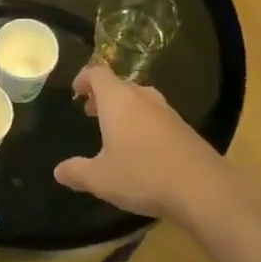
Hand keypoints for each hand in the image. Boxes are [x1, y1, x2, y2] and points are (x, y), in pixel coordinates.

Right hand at [54, 63, 223, 218]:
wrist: (202, 187)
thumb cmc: (142, 175)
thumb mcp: (101, 179)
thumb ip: (77, 172)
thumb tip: (59, 171)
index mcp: (118, 100)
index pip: (98, 74)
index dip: (84, 78)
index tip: (76, 91)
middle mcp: (143, 97)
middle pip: (120, 85)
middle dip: (103, 96)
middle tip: (92, 113)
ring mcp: (167, 111)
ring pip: (140, 100)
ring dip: (125, 109)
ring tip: (115, 131)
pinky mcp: (184, 128)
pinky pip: (156, 117)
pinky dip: (144, 123)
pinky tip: (142, 149)